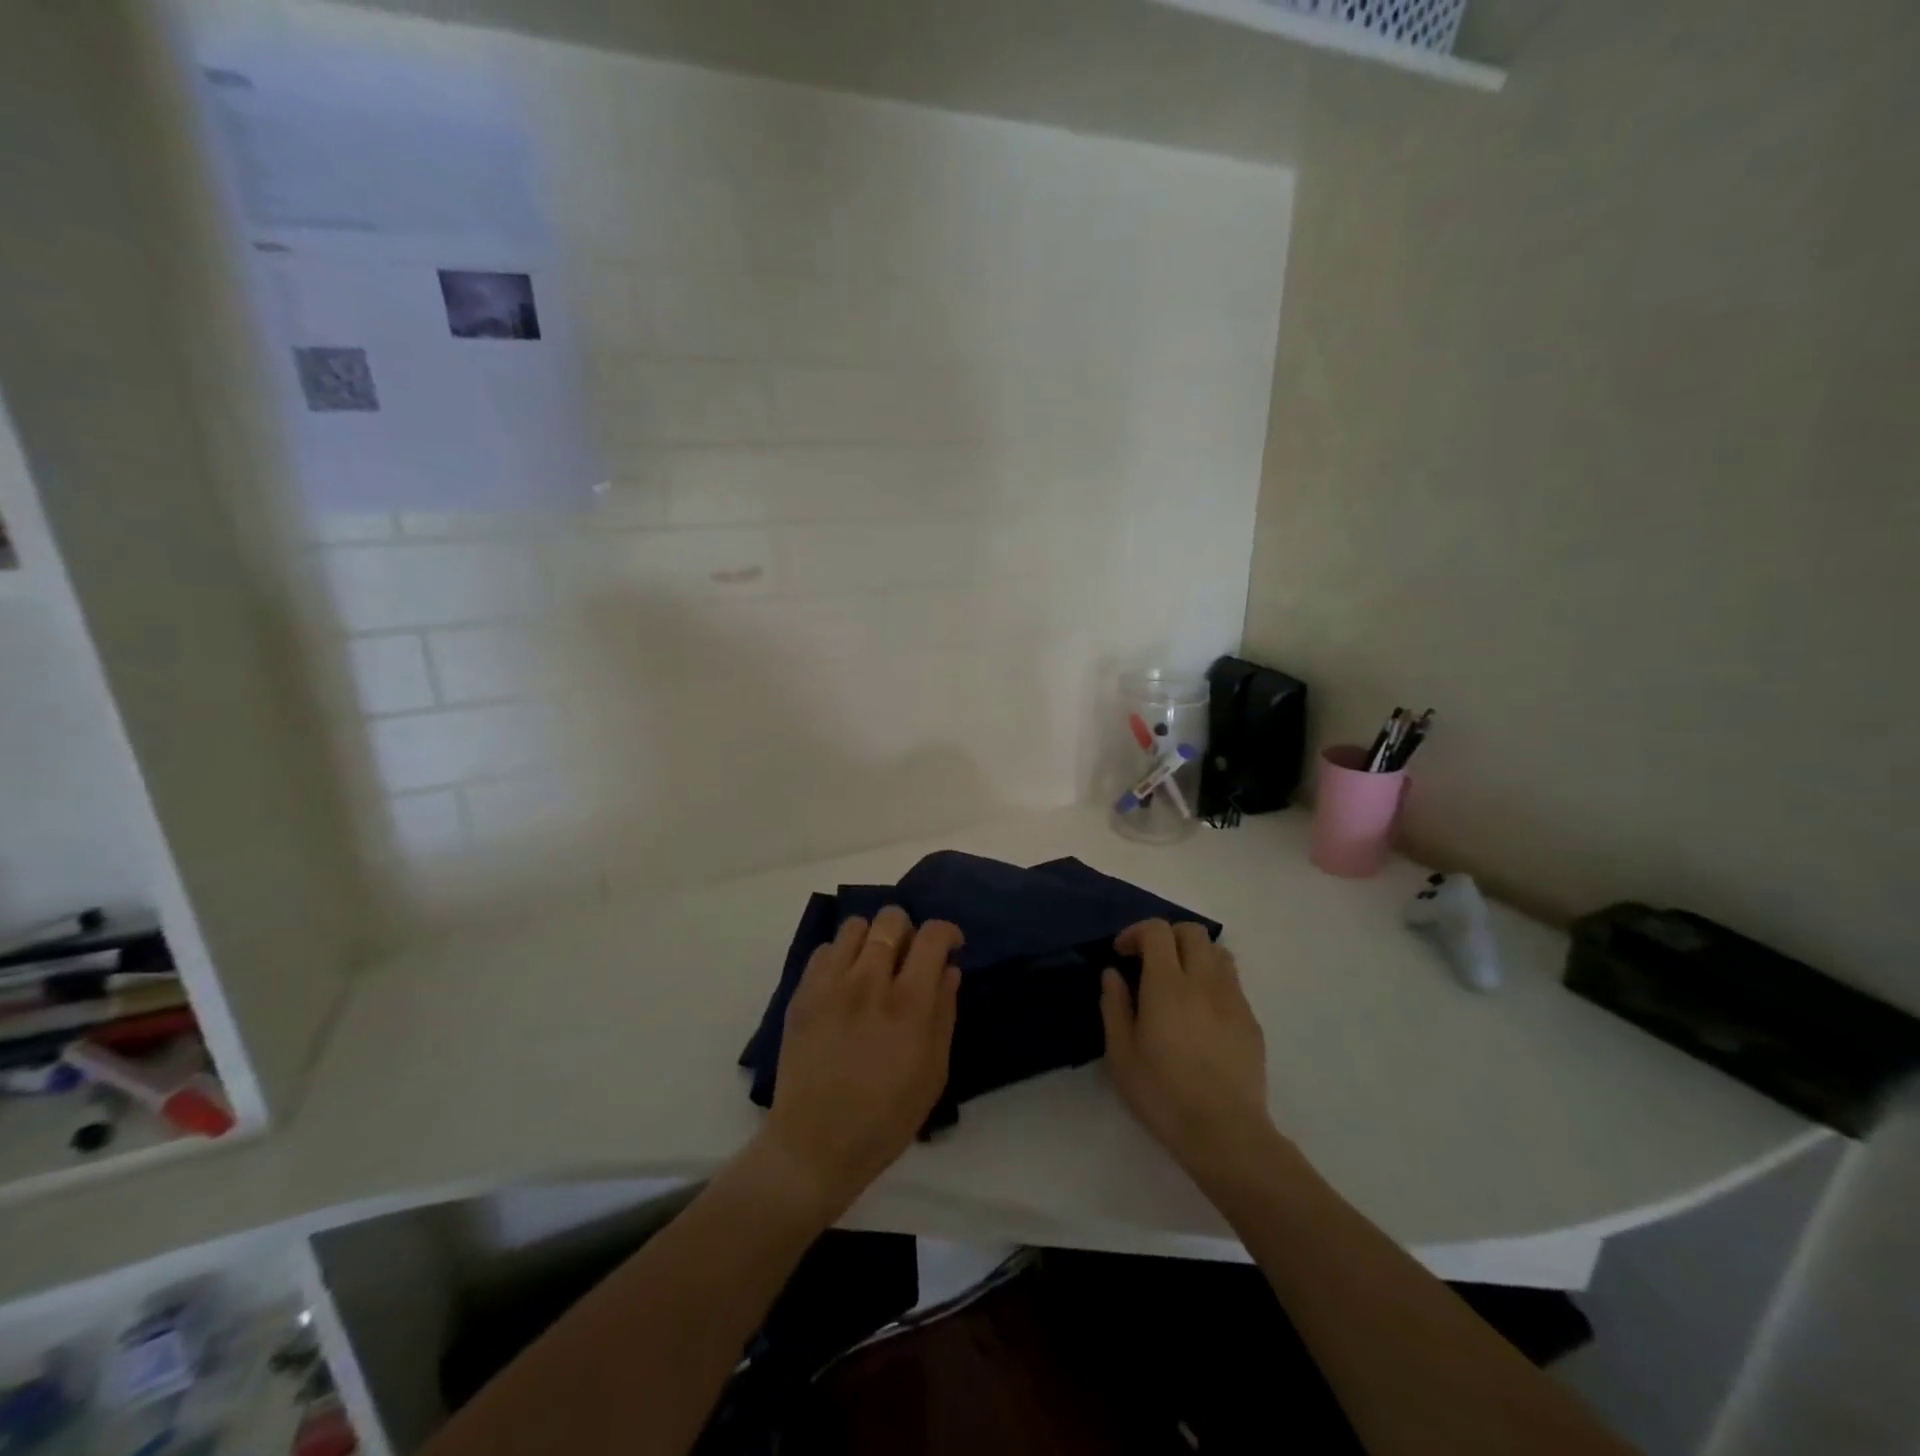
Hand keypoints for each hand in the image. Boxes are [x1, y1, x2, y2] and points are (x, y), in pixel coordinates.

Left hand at [756, 907, 961, 1221]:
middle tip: (908, 958)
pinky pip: (825, 950)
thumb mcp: (934, 1071)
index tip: (950, 946)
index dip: (947, 932)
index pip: (932, 936)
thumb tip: (949, 969)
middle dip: (908, 930)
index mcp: (908, 1004)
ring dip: (871, 939)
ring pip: (855, 926)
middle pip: (891, 918)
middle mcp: (869, 982)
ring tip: (873, 966)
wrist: (815, 1145)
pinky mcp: (802, 994)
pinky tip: (844, 984)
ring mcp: (830, 984)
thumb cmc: (886, 1117)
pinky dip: (841, 956)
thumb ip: (944, 1012)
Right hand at [1100, 919, 1274, 1178]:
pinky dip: (1213, 982)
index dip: (1136, 932)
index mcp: (1167, 985)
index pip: (1157, 931)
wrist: (1225, 1133)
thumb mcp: (1121, 1054)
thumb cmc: (1163, 1094)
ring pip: (1218, 953)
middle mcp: (1204, 982)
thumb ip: (1114, 1006)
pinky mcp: (1251, 1022)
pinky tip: (1201, 1014)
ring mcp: (1233, 1000)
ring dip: (1195, 955)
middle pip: (1193, 931)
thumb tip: (1113, 975)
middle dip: (1168, 936)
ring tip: (1179, 982)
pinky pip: (1232, 983)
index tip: (1122, 954)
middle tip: (1150, 961)